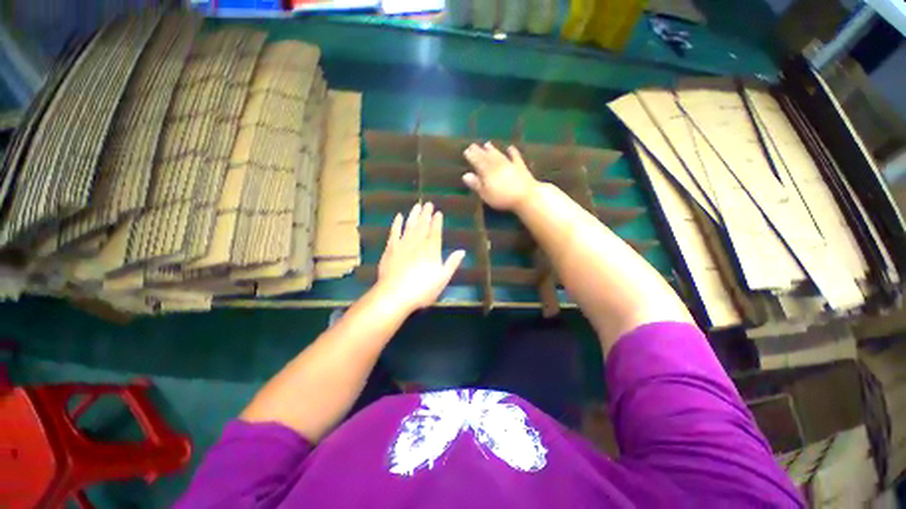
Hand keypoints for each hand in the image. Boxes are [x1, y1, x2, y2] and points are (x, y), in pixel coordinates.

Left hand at [377, 202, 465, 312]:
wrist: (395, 295)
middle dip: (426, 214)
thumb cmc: (421, 290)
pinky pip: (394, 232)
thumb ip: (452, 264)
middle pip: (423, 226)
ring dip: (414, 215)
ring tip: (417, 205)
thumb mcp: (442, 279)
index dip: (437, 222)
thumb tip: (462, 251)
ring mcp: (403, 245)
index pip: (435, 233)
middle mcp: (418, 244)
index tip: (438, 212)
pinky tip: (399, 216)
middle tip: (428, 203)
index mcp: (431, 252)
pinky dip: (397, 224)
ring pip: (410, 226)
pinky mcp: (390, 249)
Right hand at [462, 142, 538, 210]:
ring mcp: (510, 165)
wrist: (526, 196)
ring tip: (487, 144)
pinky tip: (510, 147)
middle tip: (473, 145)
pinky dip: (512, 152)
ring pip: (499, 155)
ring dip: (493, 149)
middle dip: (479, 151)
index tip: (466, 151)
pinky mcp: (521, 167)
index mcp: (487, 172)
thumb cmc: (502, 198)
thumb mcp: (486, 194)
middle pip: (487, 157)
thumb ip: (476, 184)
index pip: (478, 162)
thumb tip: (465, 175)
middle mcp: (497, 165)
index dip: (472, 156)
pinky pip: (515, 157)